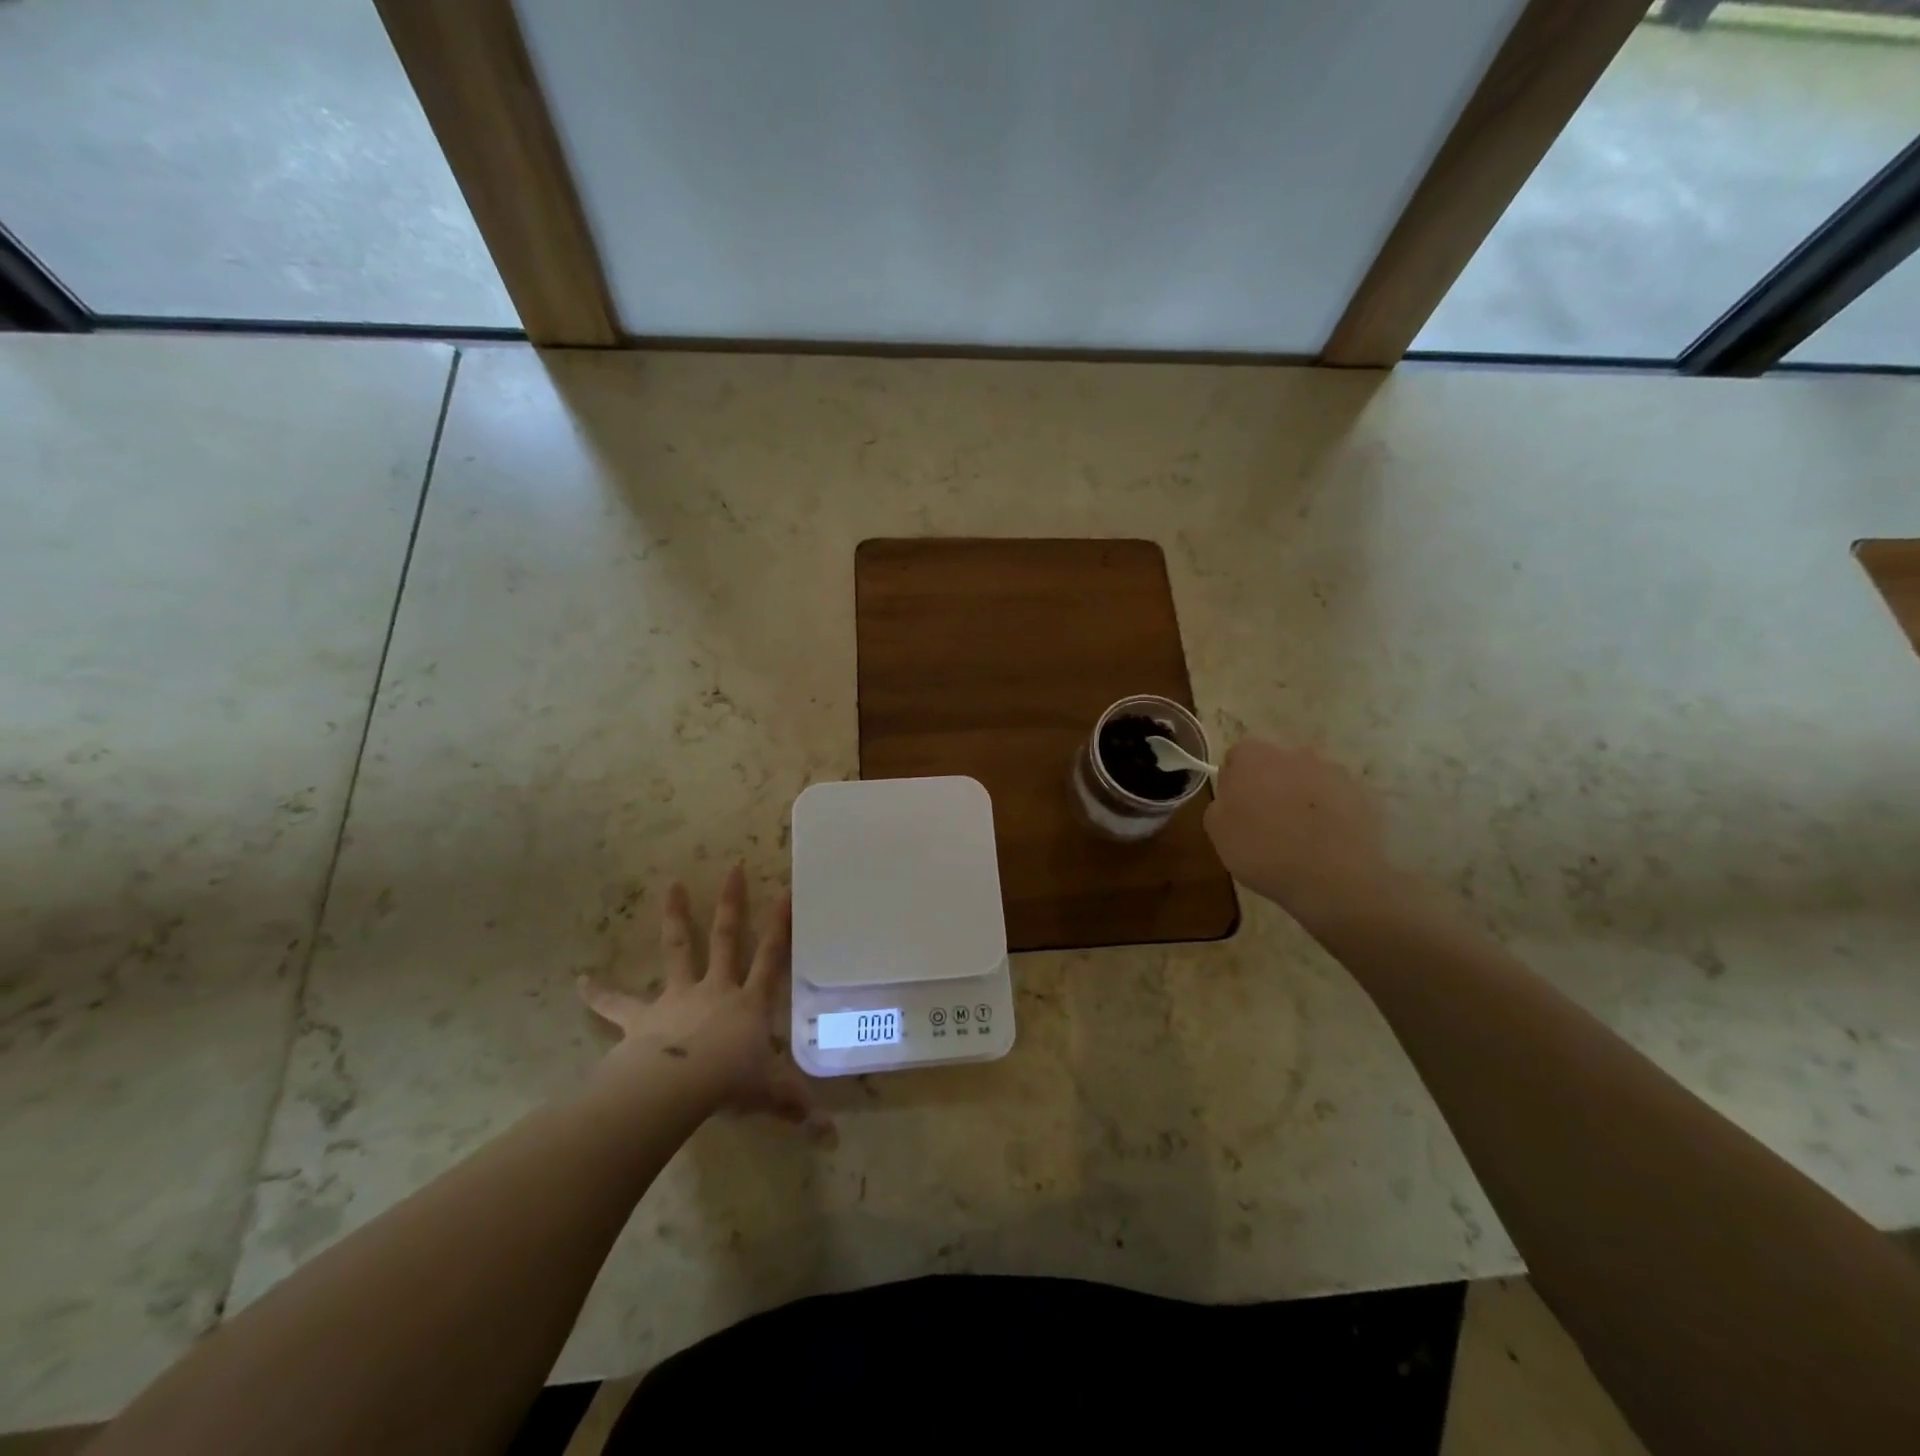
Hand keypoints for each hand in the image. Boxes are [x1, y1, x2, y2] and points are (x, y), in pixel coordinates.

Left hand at [578, 864, 830, 1140]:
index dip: (780, 926)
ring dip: (675, 917)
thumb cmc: (729, 1083)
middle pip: (726, 937)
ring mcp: (677, 997)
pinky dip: (599, 993)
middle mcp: (715, 989)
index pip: (771, 957)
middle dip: (732, 903)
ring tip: (671, 885)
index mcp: (748, 1002)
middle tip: (734, 867)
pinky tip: (580, 981)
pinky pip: (618, 1004)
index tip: (785, 891)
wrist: (676, 1087)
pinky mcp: (642, 1017)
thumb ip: (797, 1108)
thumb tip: (832, 1138)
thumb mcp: (770, 1094)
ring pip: (678, 949)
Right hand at [1203, 737, 1398, 925]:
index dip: (1234, 781)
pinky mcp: (1362, 794)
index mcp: (1253, 757)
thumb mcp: (1218, 831)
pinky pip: (1336, 799)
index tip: (1236, 808)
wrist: (1334, 878)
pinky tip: (1325, 843)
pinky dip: (1329, 814)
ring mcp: (1333, 772)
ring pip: (1307, 780)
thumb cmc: (1264, 851)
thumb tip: (1234, 795)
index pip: (1237, 756)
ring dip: (1301, 799)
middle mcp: (1294, 754)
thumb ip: (1221, 802)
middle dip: (1269, 786)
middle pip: (1275, 765)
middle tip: (1266, 823)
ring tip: (1301, 837)